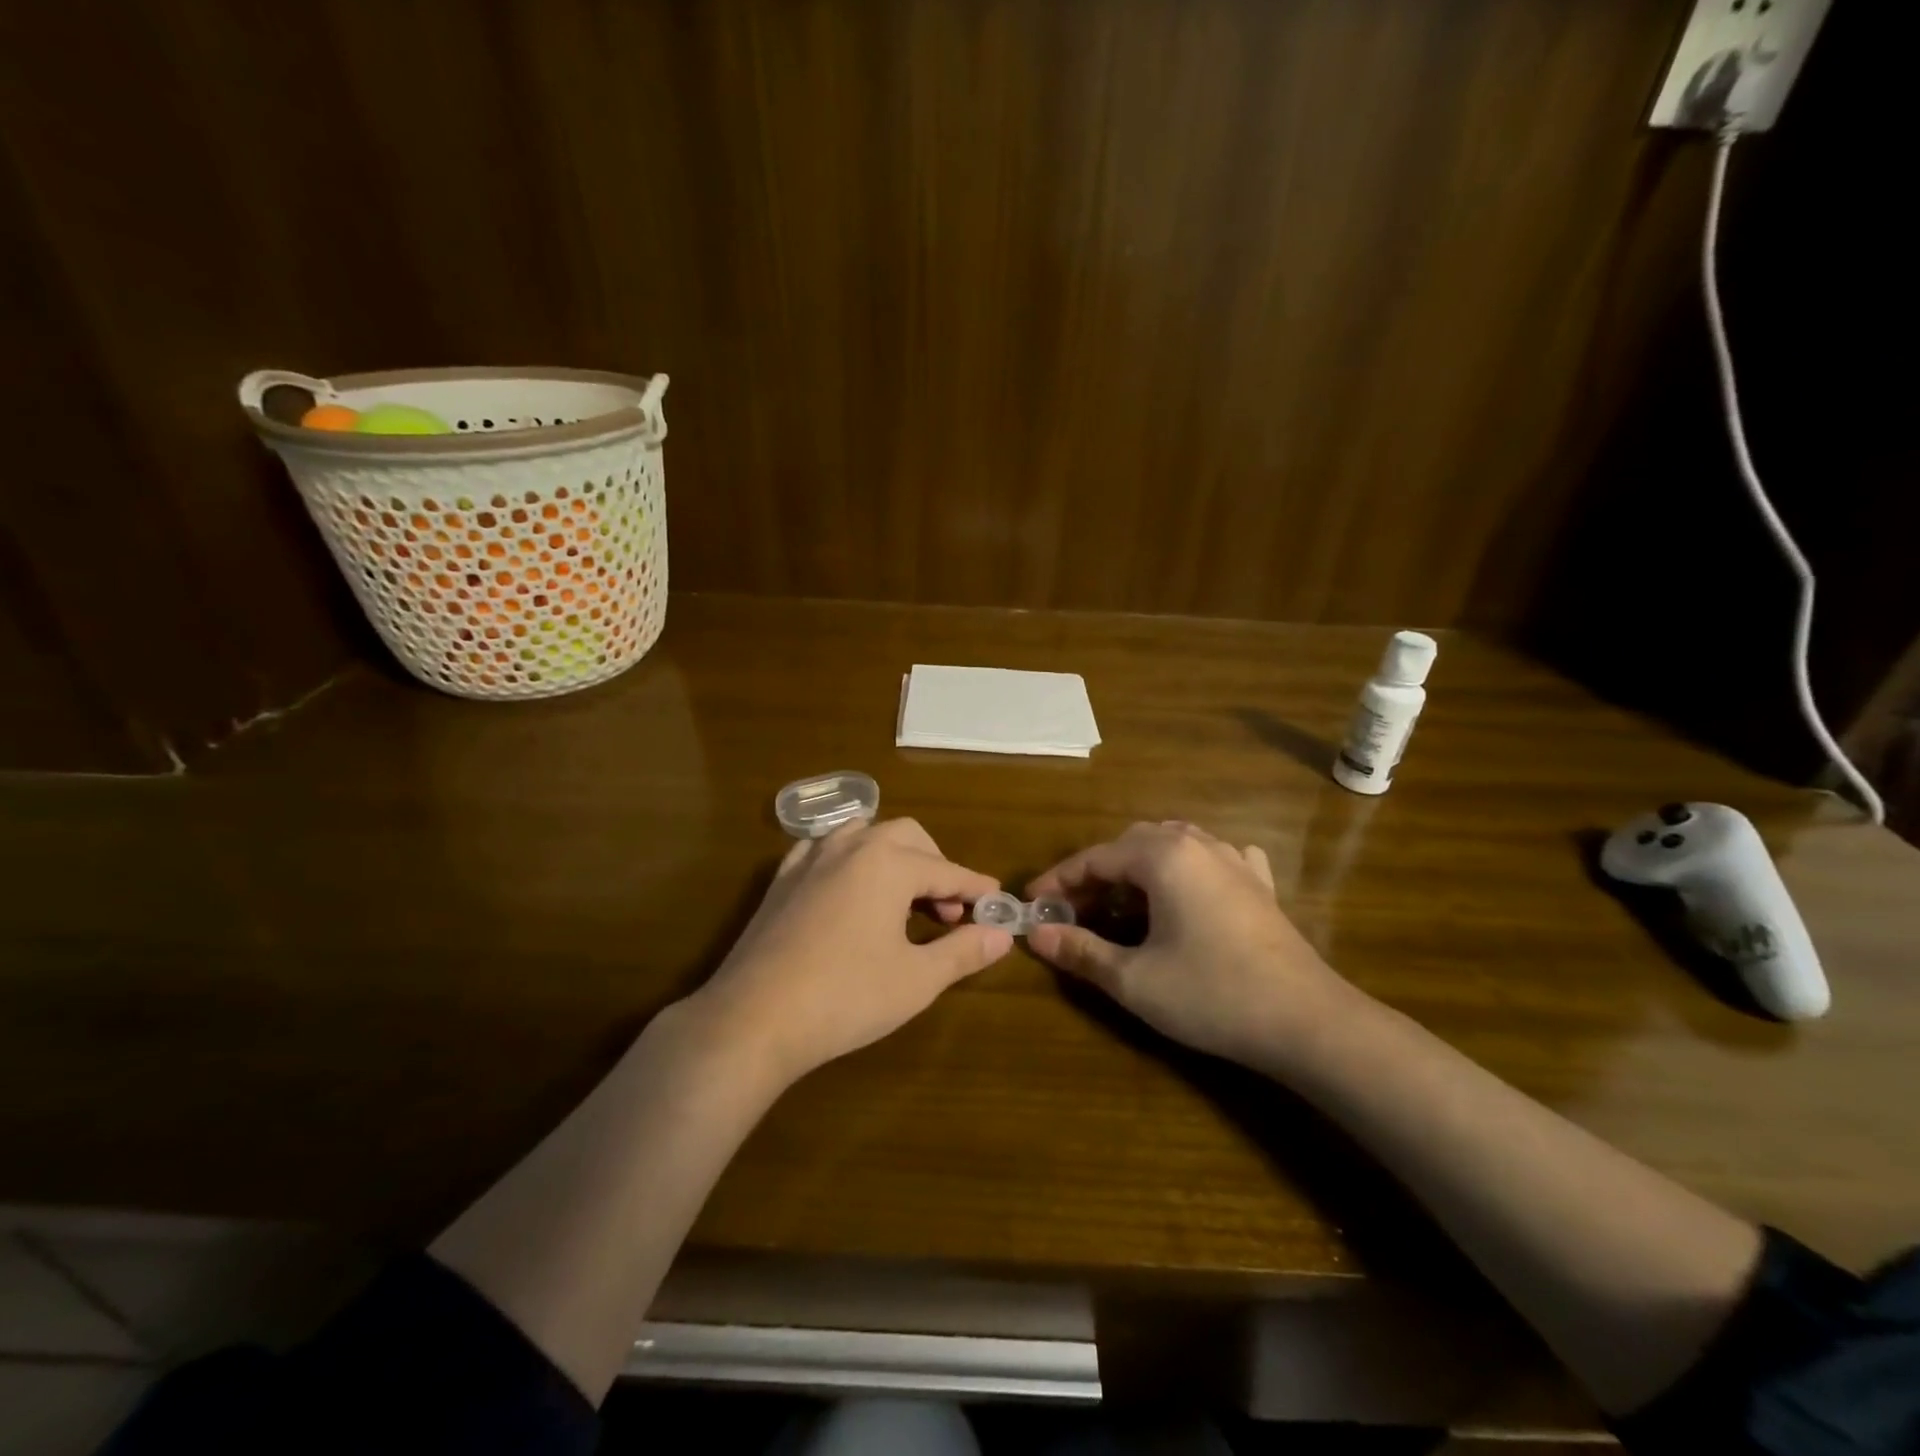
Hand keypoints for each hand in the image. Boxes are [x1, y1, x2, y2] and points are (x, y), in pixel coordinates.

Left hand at [686, 818, 1012, 1085]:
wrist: (755, 1018)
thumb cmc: (846, 997)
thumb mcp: (917, 979)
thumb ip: (963, 951)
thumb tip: (1002, 934)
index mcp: (889, 863)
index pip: (947, 870)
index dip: (975, 888)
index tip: (996, 903)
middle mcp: (852, 846)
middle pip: (908, 837)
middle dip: (936, 866)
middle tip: (947, 912)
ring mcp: (811, 857)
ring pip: (865, 833)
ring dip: (893, 857)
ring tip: (902, 897)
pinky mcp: (782, 877)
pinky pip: (825, 849)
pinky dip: (850, 859)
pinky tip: (849, 890)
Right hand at [1026, 821, 1352, 1069]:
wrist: (1306, 1021)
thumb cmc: (1211, 994)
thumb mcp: (1134, 979)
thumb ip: (1080, 951)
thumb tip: (1037, 935)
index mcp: (1162, 857)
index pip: (1095, 858)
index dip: (1059, 879)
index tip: (1032, 903)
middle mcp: (1197, 845)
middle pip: (1132, 844)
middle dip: (1097, 873)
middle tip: (1075, 909)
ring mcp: (1234, 861)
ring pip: (1173, 843)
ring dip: (1140, 866)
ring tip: (1123, 900)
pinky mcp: (1259, 885)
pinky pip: (1216, 858)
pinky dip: (1191, 867)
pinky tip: (1194, 886)